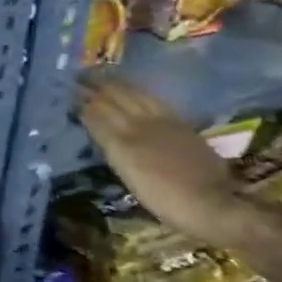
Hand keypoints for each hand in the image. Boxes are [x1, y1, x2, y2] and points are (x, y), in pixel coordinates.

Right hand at [78, 81, 247, 244]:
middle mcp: (141, 123)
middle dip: (95, 86)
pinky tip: (134, 92)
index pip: (96, 111)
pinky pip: (152, 100)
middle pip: (115, 97)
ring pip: (134, 94)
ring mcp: (164, 121)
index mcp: (123, 139)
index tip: (67, 89)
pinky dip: (137, 92)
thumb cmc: (166, 199)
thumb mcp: (128, 174)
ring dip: (116, 84)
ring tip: (102, 78)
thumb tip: (91, 119)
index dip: (81, 100)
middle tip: (79, 77)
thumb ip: (110, 144)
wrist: (215, 204)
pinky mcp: (181, 125)